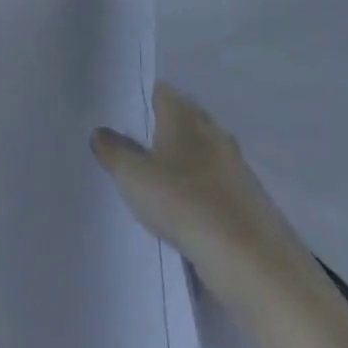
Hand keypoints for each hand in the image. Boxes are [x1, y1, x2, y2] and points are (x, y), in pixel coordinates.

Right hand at [92, 83, 298, 284]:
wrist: (247, 255)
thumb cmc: (182, 202)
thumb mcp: (133, 177)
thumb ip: (114, 151)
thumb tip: (99, 132)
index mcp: (183, 119)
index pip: (163, 92)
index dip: (144, 97)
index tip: (125, 111)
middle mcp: (212, 132)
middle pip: (187, 117)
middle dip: (165, 125)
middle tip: (137, 141)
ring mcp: (234, 163)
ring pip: (204, 148)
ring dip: (186, 156)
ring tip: (160, 173)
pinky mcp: (247, 194)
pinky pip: (218, 178)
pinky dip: (202, 184)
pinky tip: (188, 203)